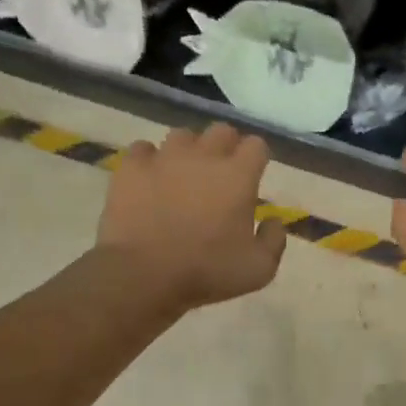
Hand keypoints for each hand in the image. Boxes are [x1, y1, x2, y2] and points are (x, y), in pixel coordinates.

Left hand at [97, 123, 285, 310]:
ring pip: (182, 136)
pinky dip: (149, 161)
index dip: (257, 158)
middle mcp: (204, 156)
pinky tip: (150, 180)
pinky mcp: (131, 167)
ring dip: (188, 151)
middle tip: (221, 174)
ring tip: (183, 175)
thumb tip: (273, 220)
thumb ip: (274, 240)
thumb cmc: (207, 272)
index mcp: (238, 176)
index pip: (256, 145)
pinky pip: (143, 149)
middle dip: (226, 147)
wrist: (145, 274)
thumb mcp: (259, 269)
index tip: (253, 175)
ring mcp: (164, 157)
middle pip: (221, 131)